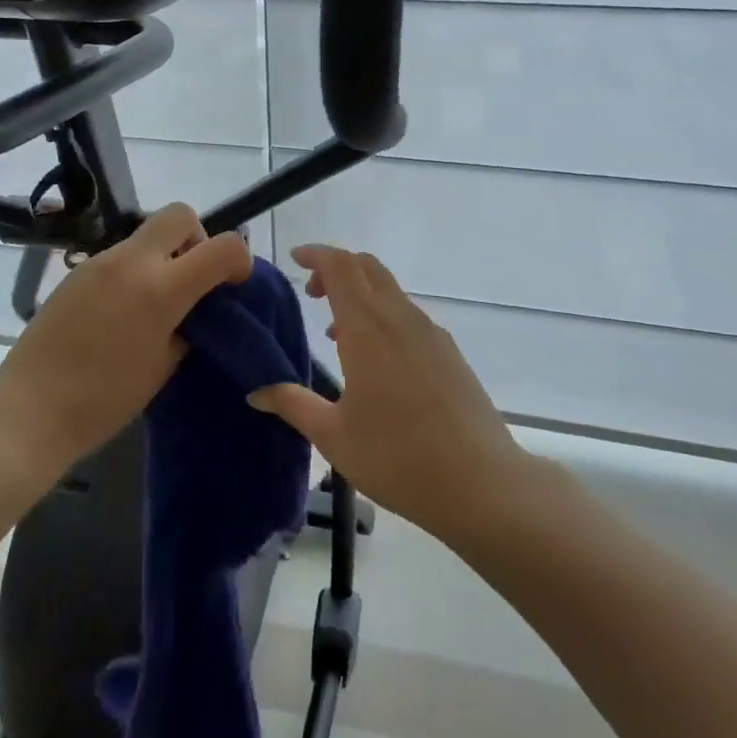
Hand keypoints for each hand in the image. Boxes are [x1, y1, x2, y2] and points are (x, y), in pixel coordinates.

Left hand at [0, 204, 252, 477]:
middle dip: (197, 239)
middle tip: (192, 279)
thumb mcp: (164, 366)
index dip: (240, 260)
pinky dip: (134, 270)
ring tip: (154, 303)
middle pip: (180, 214)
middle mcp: (131, 262)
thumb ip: (189, 326)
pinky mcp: (76, 272)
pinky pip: (119, 255)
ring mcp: (99, 262)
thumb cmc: (106, 399)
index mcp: (161, 288)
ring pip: (146, 235)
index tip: (233, 285)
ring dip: (163, 256)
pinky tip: (122, 311)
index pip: (223, 247)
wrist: (31, 409)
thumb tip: (198, 308)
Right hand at [249, 245, 530, 545]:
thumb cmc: (397, 457)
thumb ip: (293, 404)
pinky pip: (408, 315)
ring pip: (391, 291)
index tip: (294, 258)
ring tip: (336, 333)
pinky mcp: (450, 353)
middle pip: (368, 268)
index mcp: (368, 329)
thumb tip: (255, 392)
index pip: (341, 266)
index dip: (316, 254)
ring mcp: (431, 334)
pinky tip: (376, 360)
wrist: (480, 483)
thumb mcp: (333, 436)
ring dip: (361, 294)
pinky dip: (383, 315)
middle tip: (312, 292)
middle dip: (337, 268)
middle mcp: (401, 319)